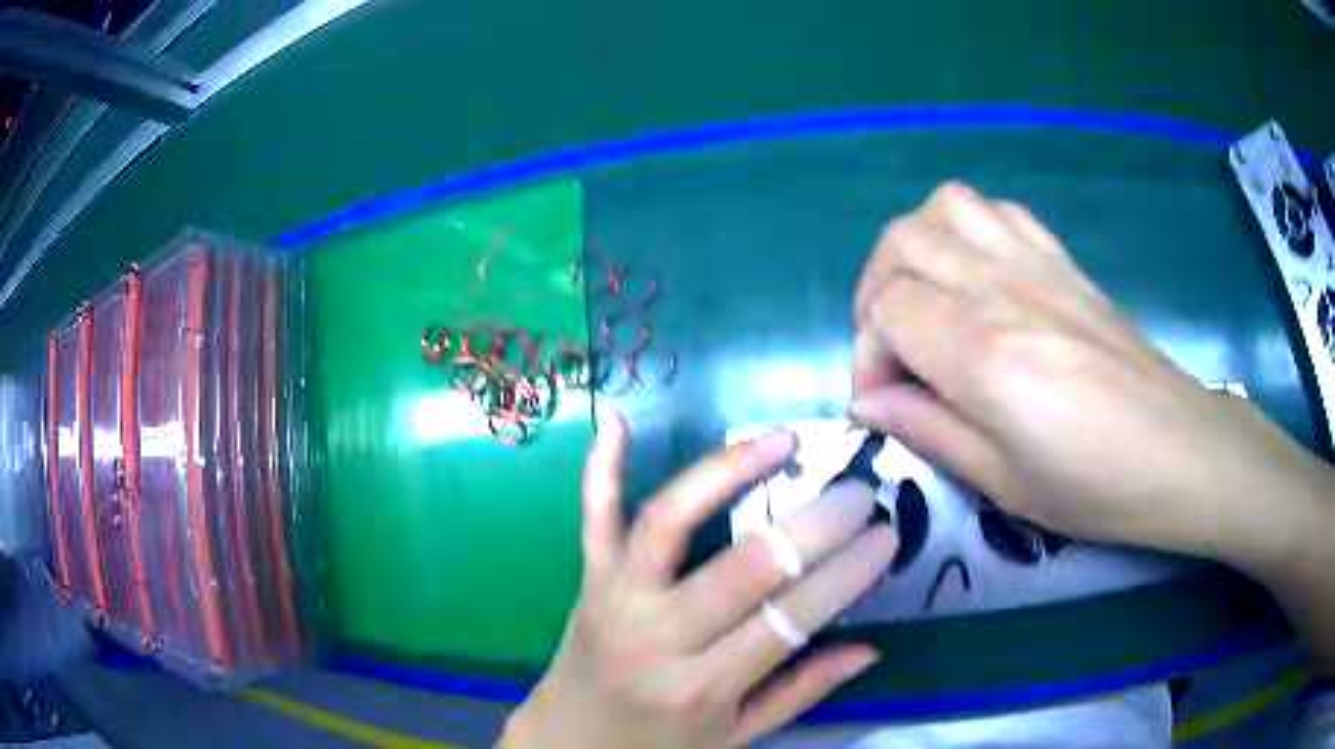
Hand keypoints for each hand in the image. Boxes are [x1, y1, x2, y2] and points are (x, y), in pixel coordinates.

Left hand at [499, 414, 896, 748]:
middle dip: (811, 526)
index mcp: (702, 686)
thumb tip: (870, 648)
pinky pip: (592, 518)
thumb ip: (800, 693)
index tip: (886, 536)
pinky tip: (615, 421)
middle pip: (742, 568)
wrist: (568, 741)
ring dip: (726, 472)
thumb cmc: (658, 744)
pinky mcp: (588, 578)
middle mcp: (657, 637)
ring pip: (668, 523)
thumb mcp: (735, 736)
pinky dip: (600, 469)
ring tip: (780, 440)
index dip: (845, 575)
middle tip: (859, 492)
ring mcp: (615, 598)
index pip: (787, 621)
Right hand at [849, 182, 1329, 570]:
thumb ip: (928, 430)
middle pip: (902, 244)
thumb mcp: (1003, 482)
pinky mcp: (1062, 260)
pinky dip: (965, 229)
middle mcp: (1002, 288)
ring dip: (915, 249)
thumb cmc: (1096, 486)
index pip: (887, 310)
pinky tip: (975, 276)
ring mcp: (1036, 263)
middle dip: (877, 295)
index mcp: (985, 353)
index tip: (885, 402)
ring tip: (926, 301)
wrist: (1179, 451)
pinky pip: (995, 210)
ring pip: (943, 208)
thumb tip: (868, 403)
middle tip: (896, 353)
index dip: (868, 354)